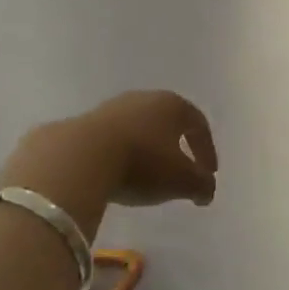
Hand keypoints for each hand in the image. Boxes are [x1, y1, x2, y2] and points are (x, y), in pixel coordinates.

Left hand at [0, 91, 217, 238]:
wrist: (79, 157)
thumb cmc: (142, 163)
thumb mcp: (181, 180)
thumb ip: (202, 185)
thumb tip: (206, 190)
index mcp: (173, 105)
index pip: (198, 124)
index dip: (207, 150)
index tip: (209, 174)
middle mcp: (144, 98)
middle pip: (168, 122)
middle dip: (177, 147)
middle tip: (181, 171)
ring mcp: (112, 107)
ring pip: (139, 128)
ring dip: (148, 150)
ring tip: (147, 176)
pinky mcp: (85, 122)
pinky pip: (113, 139)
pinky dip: (122, 154)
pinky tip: (118, 174)